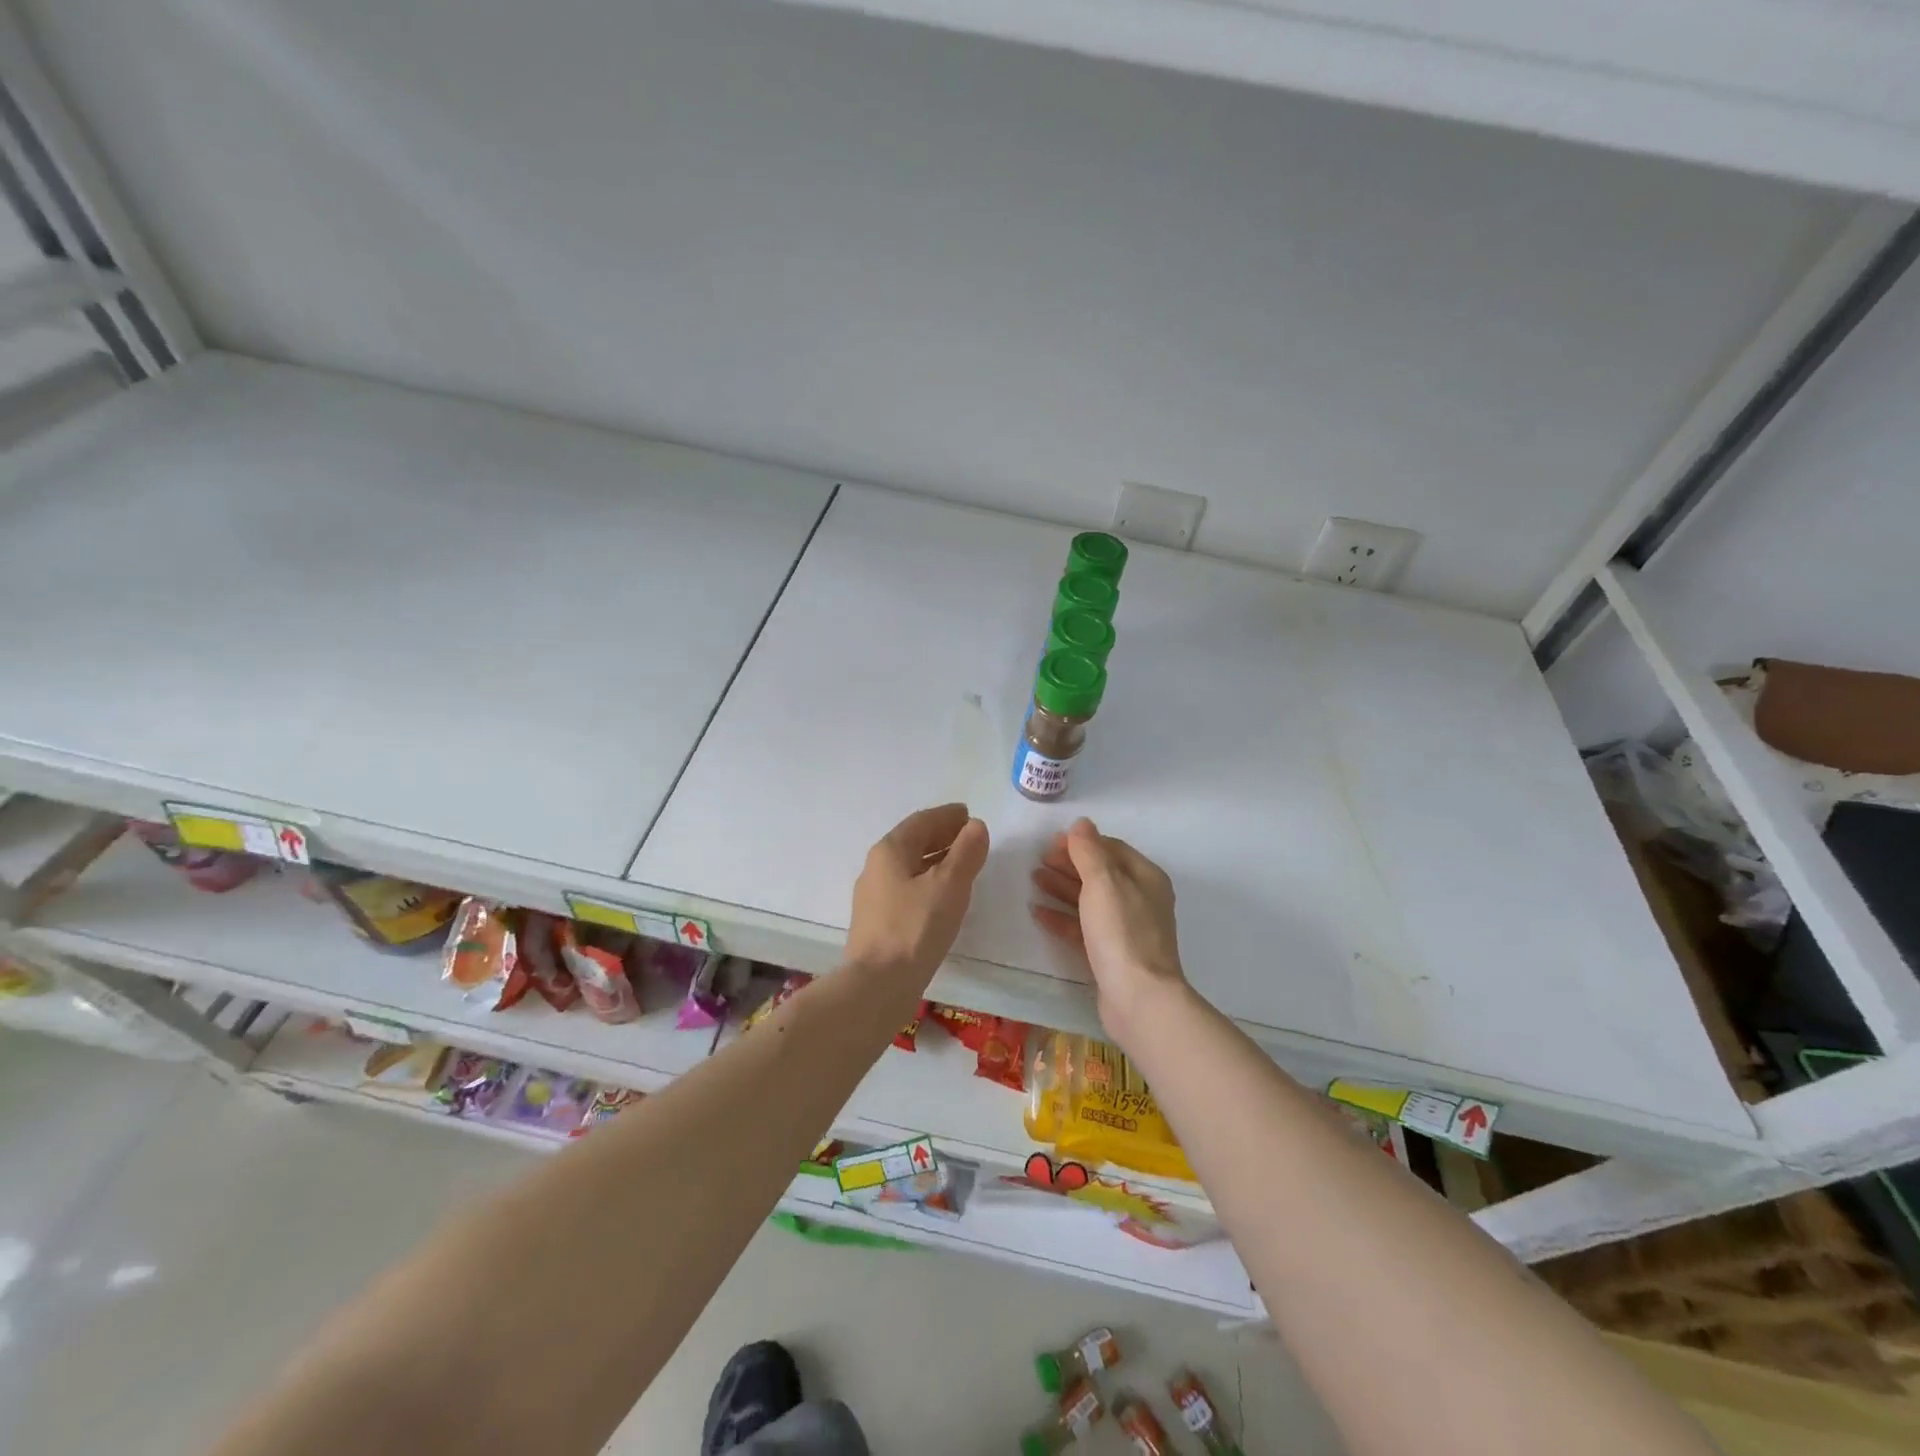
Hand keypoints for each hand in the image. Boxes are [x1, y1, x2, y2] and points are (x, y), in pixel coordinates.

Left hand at [845, 804, 989, 991]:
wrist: (877, 985)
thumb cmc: (915, 927)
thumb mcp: (949, 885)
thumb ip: (966, 852)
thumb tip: (975, 826)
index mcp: (890, 850)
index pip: (922, 821)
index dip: (948, 816)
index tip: (969, 815)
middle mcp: (877, 867)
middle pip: (913, 841)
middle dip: (943, 836)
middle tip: (970, 837)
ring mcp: (875, 896)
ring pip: (910, 866)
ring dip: (937, 860)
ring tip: (963, 865)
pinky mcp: (879, 921)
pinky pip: (908, 888)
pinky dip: (929, 882)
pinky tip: (944, 897)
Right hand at [1030, 817, 1186, 1045]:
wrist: (1139, 999)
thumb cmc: (1122, 932)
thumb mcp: (1103, 882)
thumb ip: (1089, 851)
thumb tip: (1082, 823)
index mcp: (1145, 878)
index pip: (1111, 849)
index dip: (1081, 843)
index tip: (1051, 842)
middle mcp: (1140, 900)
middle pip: (1101, 874)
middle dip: (1070, 864)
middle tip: (1038, 861)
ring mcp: (1127, 929)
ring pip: (1091, 901)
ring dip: (1063, 888)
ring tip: (1034, 880)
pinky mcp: (1112, 955)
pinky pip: (1084, 928)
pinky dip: (1063, 917)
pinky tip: (1039, 913)